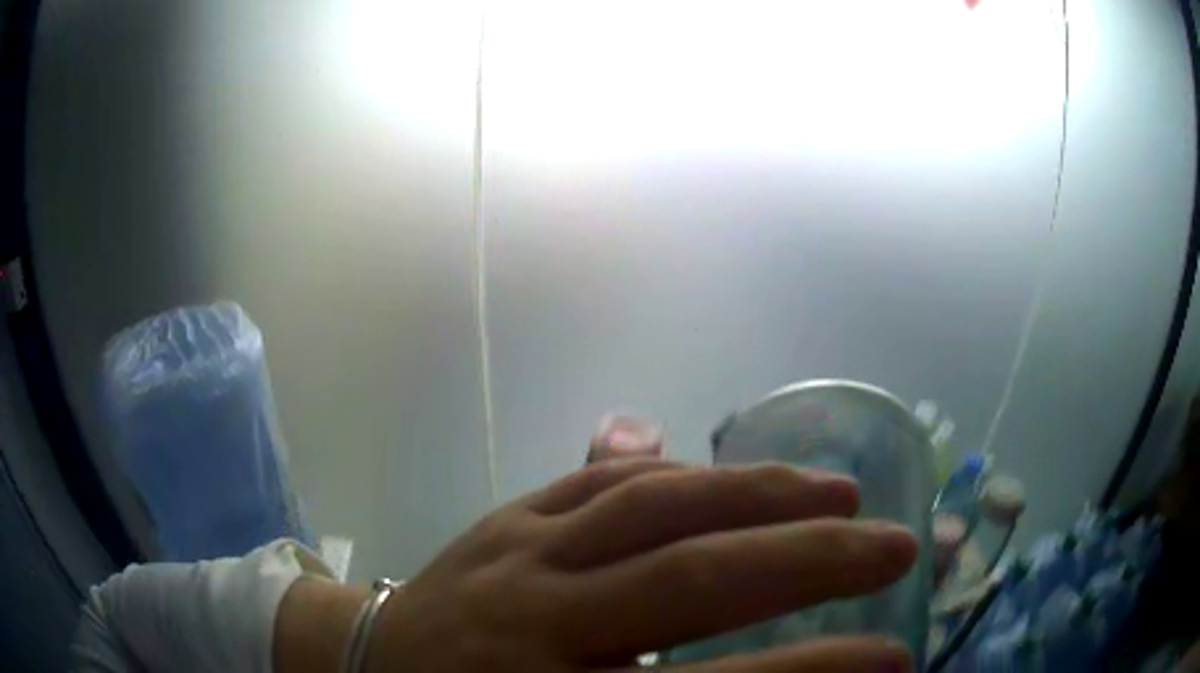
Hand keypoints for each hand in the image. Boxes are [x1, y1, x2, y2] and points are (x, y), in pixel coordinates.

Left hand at [363, 460, 917, 670]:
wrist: (357, 663)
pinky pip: (604, 479)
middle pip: (694, 578)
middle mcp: (536, 618)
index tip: (896, 658)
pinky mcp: (505, 517)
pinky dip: (679, 474)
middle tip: (896, 546)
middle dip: (814, 560)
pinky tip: (725, 474)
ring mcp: (517, 552)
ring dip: (760, 493)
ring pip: (655, 504)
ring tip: (839, 490)